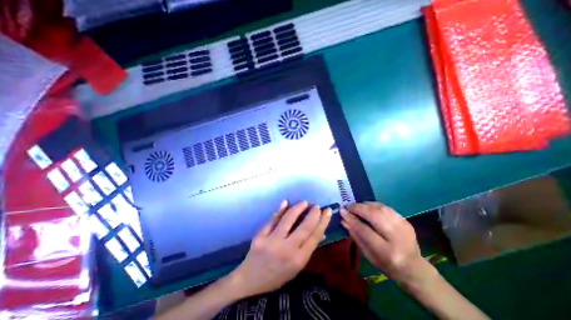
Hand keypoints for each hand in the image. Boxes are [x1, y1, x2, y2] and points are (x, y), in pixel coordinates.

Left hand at [228, 201, 332, 298]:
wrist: (250, 280)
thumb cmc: (277, 275)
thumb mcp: (296, 268)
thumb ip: (308, 249)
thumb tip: (321, 233)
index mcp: (298, 260)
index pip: (314, 237)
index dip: (323, 222)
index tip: (327, 211)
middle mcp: (287, 250)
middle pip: (304, 227)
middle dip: (313, 214)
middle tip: (317, 206)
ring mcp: (272, 242)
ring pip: (288, 220)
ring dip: (297, 208)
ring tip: (304, 202)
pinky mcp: (260, 236)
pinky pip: (272, 220)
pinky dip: (279, 210)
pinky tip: (285, 202)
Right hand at [338, 202, 432, 287]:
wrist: (414, 268)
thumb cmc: (386, 264)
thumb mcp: (368, 254)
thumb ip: (355, 235)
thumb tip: (344, 219)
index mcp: (387, 251)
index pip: (365, 230)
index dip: (351, 218)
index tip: (341, 210)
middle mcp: (397, 237)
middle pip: (375, 216)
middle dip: (358, 208)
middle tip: (347, 206)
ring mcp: (404, 227)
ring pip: (381, 208)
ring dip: (365, 205)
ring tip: (356, 206)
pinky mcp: (406, 221)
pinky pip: (386, 208)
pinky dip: (374, 205)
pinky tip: (367, 207)